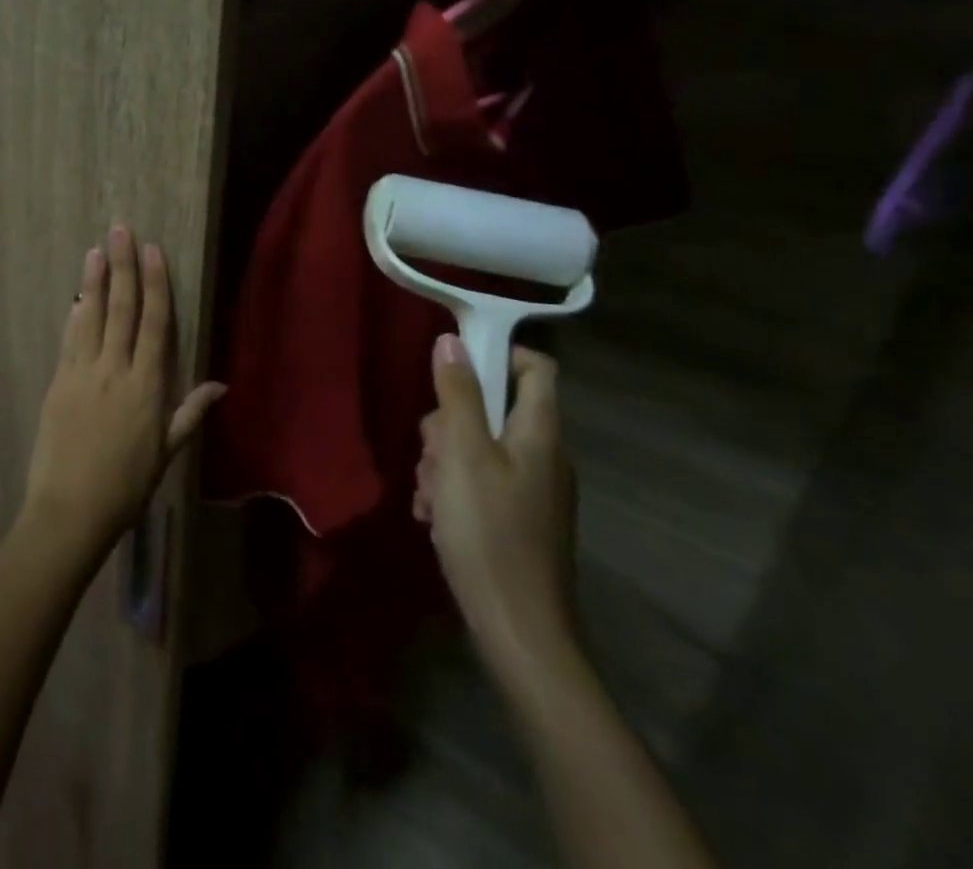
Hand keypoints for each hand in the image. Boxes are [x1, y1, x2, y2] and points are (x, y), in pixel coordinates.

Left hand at [21, 225, 224, 558]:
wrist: (69, 510)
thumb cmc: (126, 486)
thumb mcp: (166, 453)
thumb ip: (190, 412)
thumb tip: (221, 384)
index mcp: (146, 386)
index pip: (154, 323)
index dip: (155, 284)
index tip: (153, 251)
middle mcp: (115, 370)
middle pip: (121, 309)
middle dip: (123, 267)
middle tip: (121, 231)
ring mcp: (83, 373)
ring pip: (91, 317)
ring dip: (94, 281)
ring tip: (96, 250)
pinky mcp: (58, 382)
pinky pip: (69, 340)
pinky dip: (75, 315)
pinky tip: (77, 296)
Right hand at [415, 335, 578, 678]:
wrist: (518, 632)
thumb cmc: (489, 532)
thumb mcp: (463, 454)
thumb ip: (458, 395)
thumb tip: (451, 341)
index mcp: (539, 434)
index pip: (534, 367)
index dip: (497, 355)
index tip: (453, 368)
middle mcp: (541, 456)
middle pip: (491, 410)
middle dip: (448, 425)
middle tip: (432, 454)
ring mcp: (530, 491)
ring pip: (476, 448)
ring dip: (442, 463)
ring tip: (430, 496)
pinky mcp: (516, 520)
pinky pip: (478, 483)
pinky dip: (453, 492)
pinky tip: (434, 517)